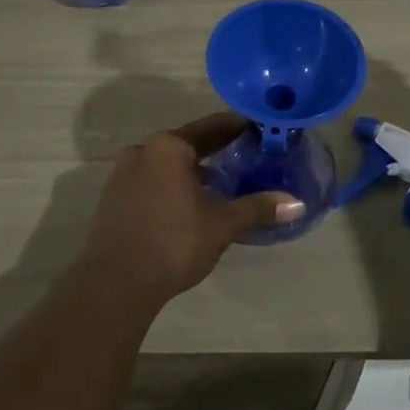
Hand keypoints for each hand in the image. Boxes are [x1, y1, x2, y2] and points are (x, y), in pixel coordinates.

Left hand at [80, 113, 304, 309]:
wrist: (115, 282)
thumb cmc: (173, 242)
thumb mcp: (221, 224)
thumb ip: (257, 208)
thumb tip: (297, 204)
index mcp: (169, 147)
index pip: (211, 128)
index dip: (236, 128)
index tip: (257, 130)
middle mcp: (143, 151)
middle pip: (186, 145)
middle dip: (214, 151)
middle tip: (244, 156)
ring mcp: (122, 175)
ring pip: (166, 165)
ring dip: (191, 171)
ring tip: (219, 185)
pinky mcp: (113, 199)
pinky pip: (150, 182)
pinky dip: (171, 187)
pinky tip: (187, 206)